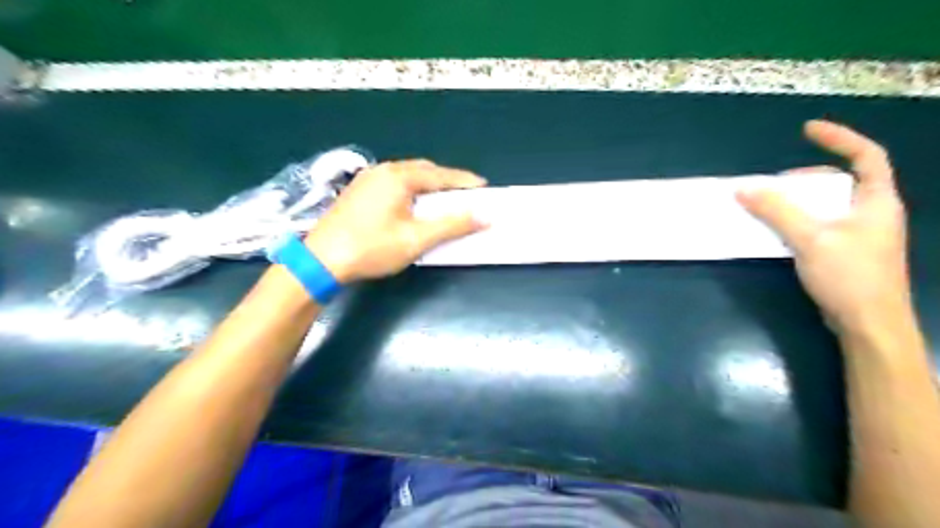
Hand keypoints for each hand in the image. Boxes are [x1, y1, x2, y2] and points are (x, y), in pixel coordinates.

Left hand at [307, 158, 488, 284]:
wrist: (321, 260)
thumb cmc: (372, 248)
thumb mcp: (417, 239)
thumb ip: (452, 225)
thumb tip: (485, 216)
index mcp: (399, 177)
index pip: (441, 175)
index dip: (465, 181)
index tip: (484, 187)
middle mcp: (383, 170)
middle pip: (424, 170)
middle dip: (447, 181)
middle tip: (465, 195)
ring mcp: (368, 178)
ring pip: (407, 175)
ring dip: (428, 185)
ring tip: (443, 200)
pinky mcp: (358, 191)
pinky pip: (394, 183)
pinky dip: (411, 189)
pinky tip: (413, 205)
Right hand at [738, 122, 914, 331]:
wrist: (869, 324)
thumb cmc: (850, 276)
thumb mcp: (810, 238)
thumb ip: (777, 211)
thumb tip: (743, 189)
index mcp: (877, 201)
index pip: (867, 155)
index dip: (840, 137)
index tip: (807, 129)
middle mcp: (872, 213)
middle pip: (841, 181)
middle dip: (807, 177)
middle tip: (776, 183)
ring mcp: (859, 234)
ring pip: (827, 206)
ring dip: (798, 202)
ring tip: (770, 206)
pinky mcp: (845, 253)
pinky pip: (819, 226)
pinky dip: (797, 222)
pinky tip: (778, 231)